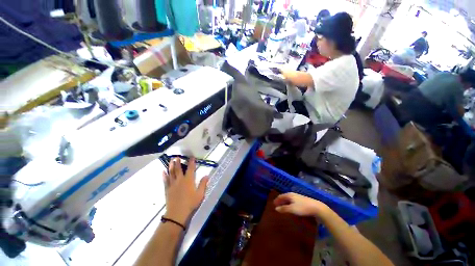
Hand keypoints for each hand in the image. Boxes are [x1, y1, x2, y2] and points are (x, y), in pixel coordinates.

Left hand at [163, 158, 208, 224]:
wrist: (177, 214)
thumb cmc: (190, 203)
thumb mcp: (200, 194)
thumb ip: (203, 184)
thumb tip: (206, 175)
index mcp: (188, 180)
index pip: (190, 169)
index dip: (191, 162)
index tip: (191, 157)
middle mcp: (180, 180)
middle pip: (178, 169)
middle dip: (178, 162)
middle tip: (177, 157)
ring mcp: (172, 184)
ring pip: (171, 173)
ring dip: (171, 166)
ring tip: (171, 160)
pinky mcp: (167, 189)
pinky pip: (165, 181)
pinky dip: (164, 176)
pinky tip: (163, 172)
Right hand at [273, 192, 330, 218]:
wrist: (317, 208)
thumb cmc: (303, 208)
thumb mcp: (292, 209)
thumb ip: (284, 209)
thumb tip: (276, 208)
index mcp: (289, 195)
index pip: (280, 196)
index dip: (276, 200)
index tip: (273, 204)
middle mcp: (292, 194)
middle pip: (284, 197)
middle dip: (280, 201)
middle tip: (277, 206)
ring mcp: (298, 197)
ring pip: (289, 199)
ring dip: (285, 203)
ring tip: (282, 208)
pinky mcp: (302, 201)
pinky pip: (292, 201)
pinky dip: (289, 204)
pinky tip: (290, 208)